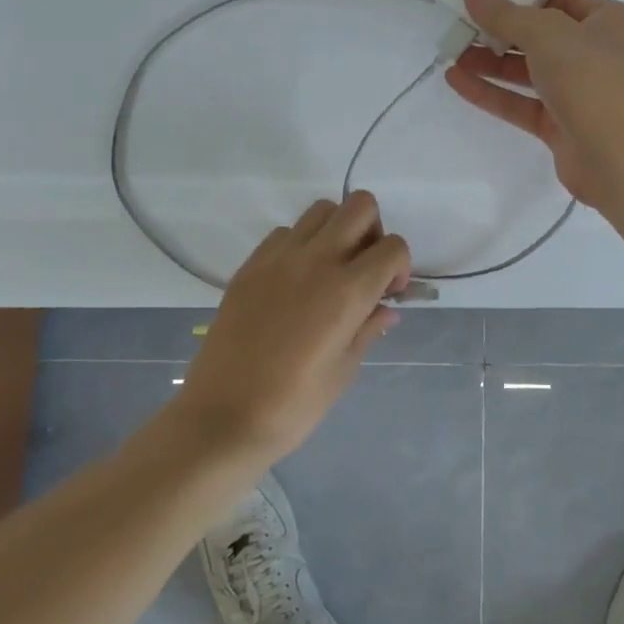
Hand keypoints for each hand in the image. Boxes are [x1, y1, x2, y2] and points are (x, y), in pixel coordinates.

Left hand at [178, 192, 411, 458]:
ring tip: (330, 271)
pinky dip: (301, 244)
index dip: (400, 267)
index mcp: (347, 291)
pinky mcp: (250, 265)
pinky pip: (285, 233)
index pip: (392, 247)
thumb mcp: (345, 369)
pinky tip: (295, 282)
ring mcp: (278, 258)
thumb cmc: (294, 404)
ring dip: (337, 231)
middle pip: (360, 206)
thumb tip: (385, 308)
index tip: (388, 294)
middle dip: (373, 231)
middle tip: (364, 270)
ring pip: (321, 210)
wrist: (222, 416)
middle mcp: (316, 261)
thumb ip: (369, 328)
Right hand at [444, 0, 623, 208]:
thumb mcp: (545, 32)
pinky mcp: (560, 127)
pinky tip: (457, 81)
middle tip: (460, 25)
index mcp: (607, 22)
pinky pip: (520, 104)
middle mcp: (595, 55)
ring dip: (490, 63)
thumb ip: (505, 13)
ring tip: (451, 52)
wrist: (618, 154)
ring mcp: (578, 94)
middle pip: (540, 38)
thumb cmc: (590, 76)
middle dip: (499, 33)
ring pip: (528, 73)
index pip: (560, 2)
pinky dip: (491, 93)